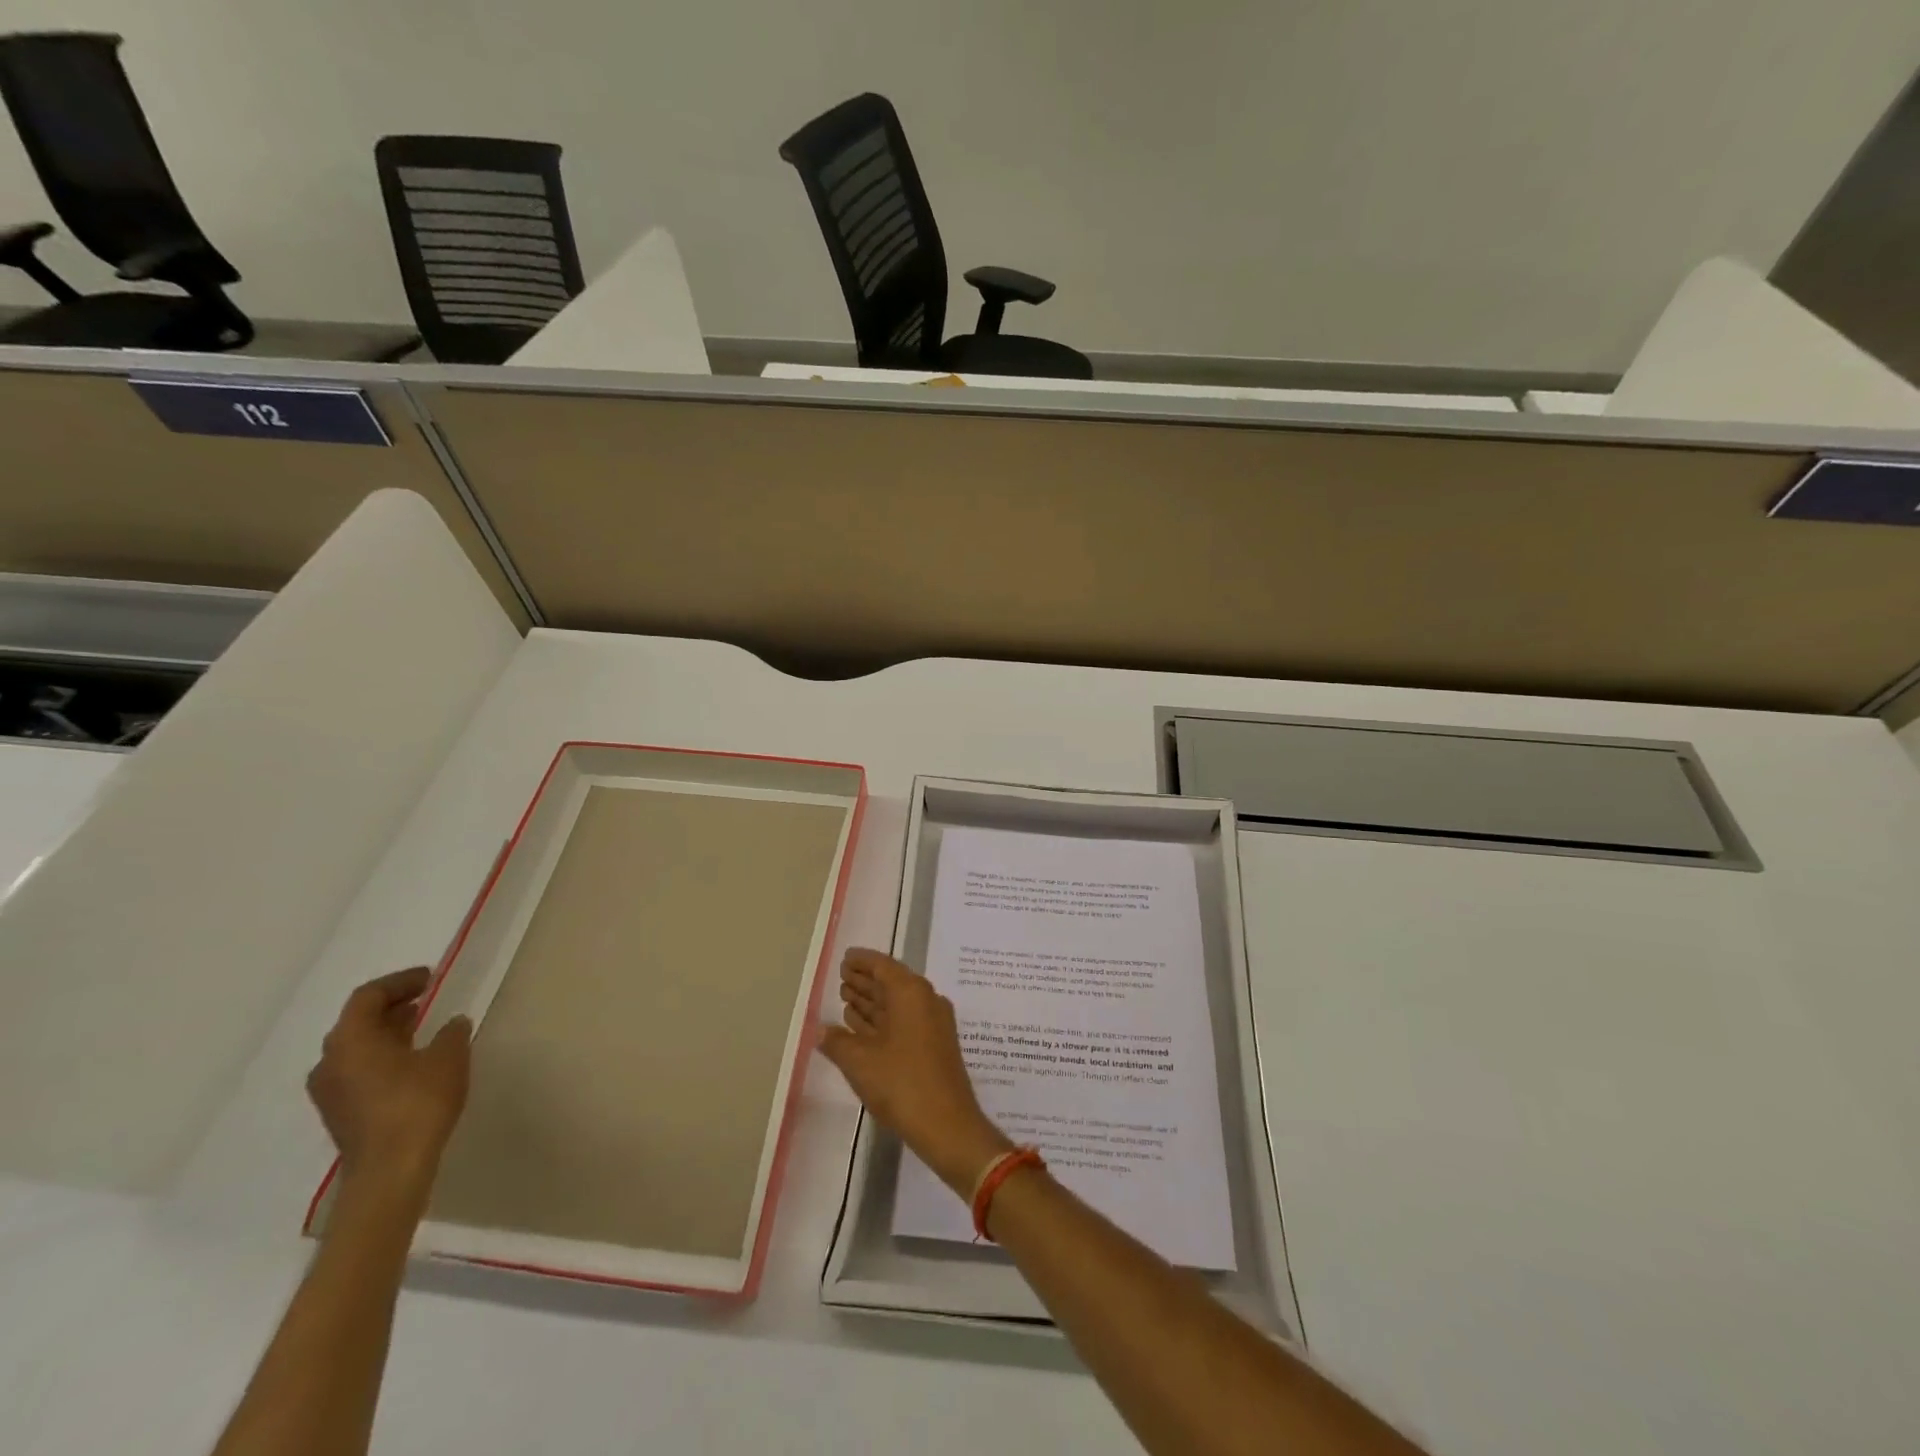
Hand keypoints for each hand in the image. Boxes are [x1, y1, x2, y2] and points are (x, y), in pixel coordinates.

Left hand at [307, 968, 471, 1194]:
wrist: (390, 1169)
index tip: (430, 978)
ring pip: (356, 1048)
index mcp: (351, 1040)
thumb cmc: (417, 1103)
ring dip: (387, 1032)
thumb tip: (452, 1023)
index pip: (368, 996)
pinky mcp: (340, 1112)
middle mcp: (330, 1062)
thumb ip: (451, 1032)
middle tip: (424, 998)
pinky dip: (382, 1056)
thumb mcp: (449, 1057)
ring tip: (420, 1026)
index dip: (400, 982)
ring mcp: (330, 1091)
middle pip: (357, 1022)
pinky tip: (412, 1061)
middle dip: (391, 1006)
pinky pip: (358, 1070)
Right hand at [819, 949, 1011, 1194]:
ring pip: (897, 1004)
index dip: (862, 961)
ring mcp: (933, 1024)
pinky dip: (882, 1021)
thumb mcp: (860, 1062)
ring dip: (872, 1001)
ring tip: (846, 998)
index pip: (883, 966)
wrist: (947, 1125)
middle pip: (891, 982)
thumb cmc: (902, 1084)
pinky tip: (862, 1028)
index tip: (844, 958)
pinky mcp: (935, 1045)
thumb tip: (820, 1030)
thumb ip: (837, 1041)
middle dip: (865, 980)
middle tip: (841, 978)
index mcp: (911, 993)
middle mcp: (926, 1000)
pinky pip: (904, 1021)